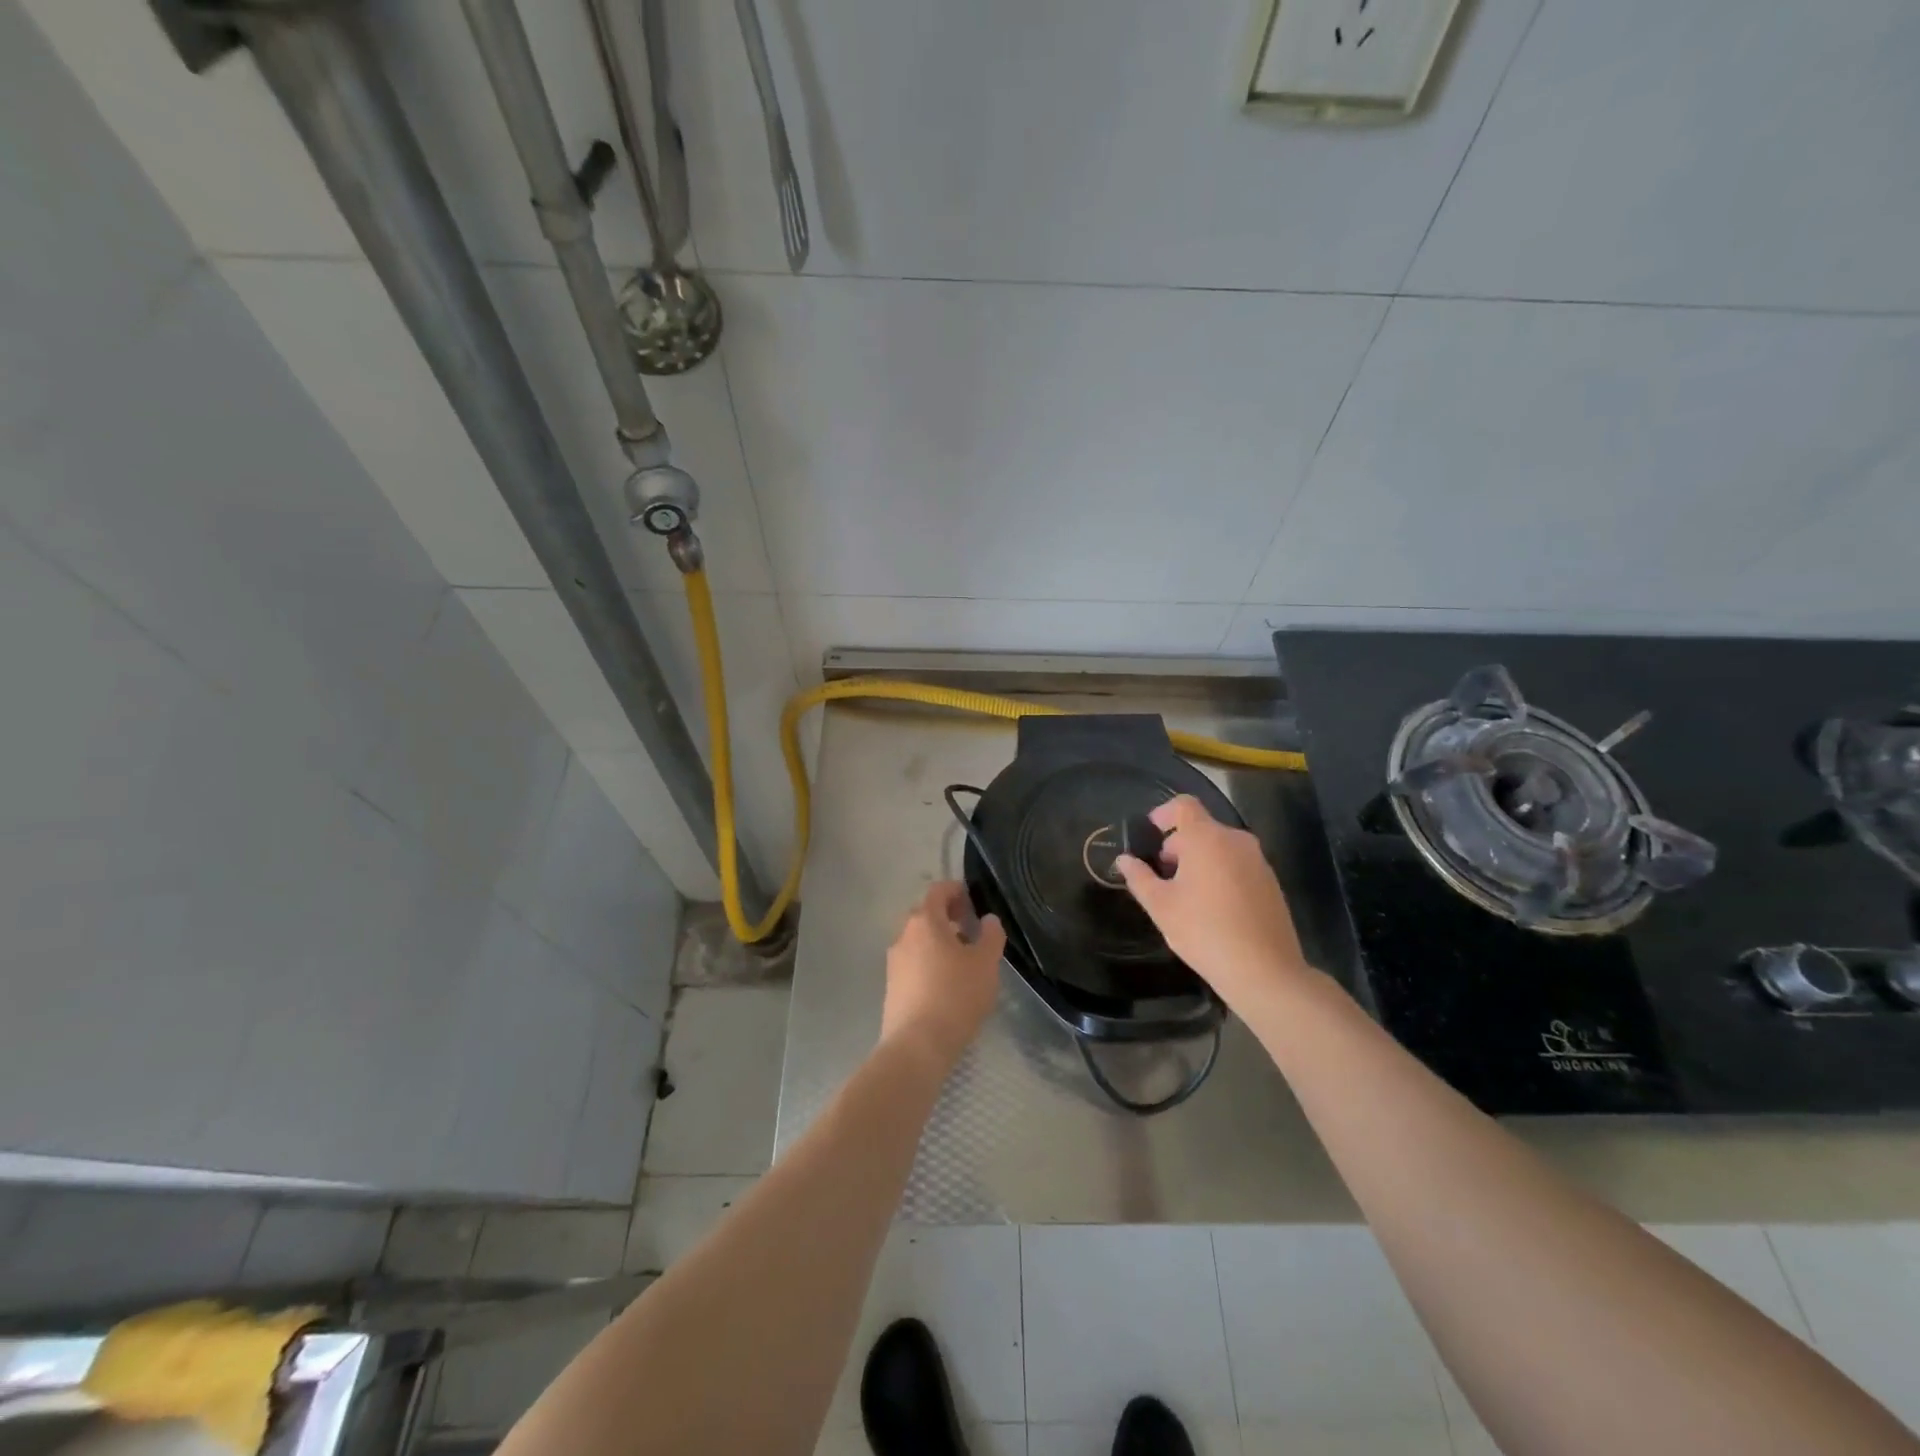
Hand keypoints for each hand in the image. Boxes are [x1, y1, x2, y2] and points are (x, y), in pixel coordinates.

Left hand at [880, 881, 1005, 1067]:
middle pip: (925, 914)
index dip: (956, 890)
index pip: (938, 891)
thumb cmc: (956, 995)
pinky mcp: (891, 986)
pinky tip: (946, 983)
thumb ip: (991, 935)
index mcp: (925, 921)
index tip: (973, 900)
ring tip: (962, 959)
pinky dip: (929, 962)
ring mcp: (894, 961)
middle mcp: (903, 935)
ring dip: (938, 941)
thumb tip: (988, 920)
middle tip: (970, 929)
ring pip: (918, 940)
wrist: (917, 1045)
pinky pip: (913, 962)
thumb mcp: (986, 963)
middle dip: (947, 916)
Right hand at [1115, 795, 1312, 1010]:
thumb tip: (1124, 860)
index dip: (1163, 813)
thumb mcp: (1160, 905)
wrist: (1264, 970)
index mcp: (1207, 838)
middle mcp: (1236, 840)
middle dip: (1178, 845)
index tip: (1150, 833)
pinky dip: (1220, 873)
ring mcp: (1258, 861)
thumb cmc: (1204, 931)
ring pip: (1221, 847)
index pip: (1184, 805)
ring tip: (1186, 895)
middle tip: (1162, 875)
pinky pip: (1238, 864)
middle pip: (1201, 828)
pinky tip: (1213, 907)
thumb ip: (1139, 877)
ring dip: (1200, 860)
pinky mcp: (1271, 882)